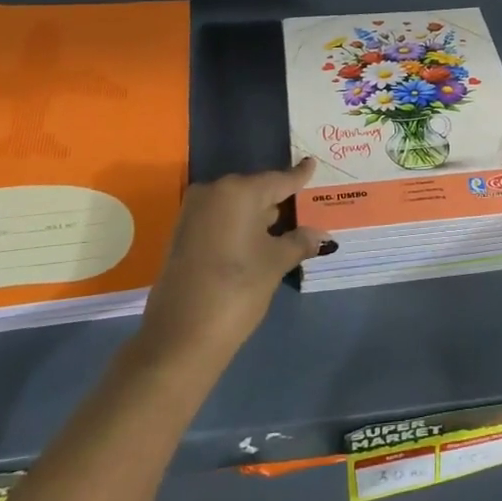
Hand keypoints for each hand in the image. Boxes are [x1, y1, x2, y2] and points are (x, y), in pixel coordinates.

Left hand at [139, 160, 331, 364]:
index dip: (298, 176)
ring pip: (236, 206)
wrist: (179, 337)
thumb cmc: (237, 290)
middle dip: (277, 200)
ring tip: (283, 224)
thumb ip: (299, 242)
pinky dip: (238, 226)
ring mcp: (193, 213)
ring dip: (257, 215)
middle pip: (255, 190)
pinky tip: (255, 240)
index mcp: (239, 191)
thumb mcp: (274, 264)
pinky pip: (220, 220)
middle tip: (301, 204)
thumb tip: (322, 235)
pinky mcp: (182, 234)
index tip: (311, 163)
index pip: (278, 180)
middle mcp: (213, 192)